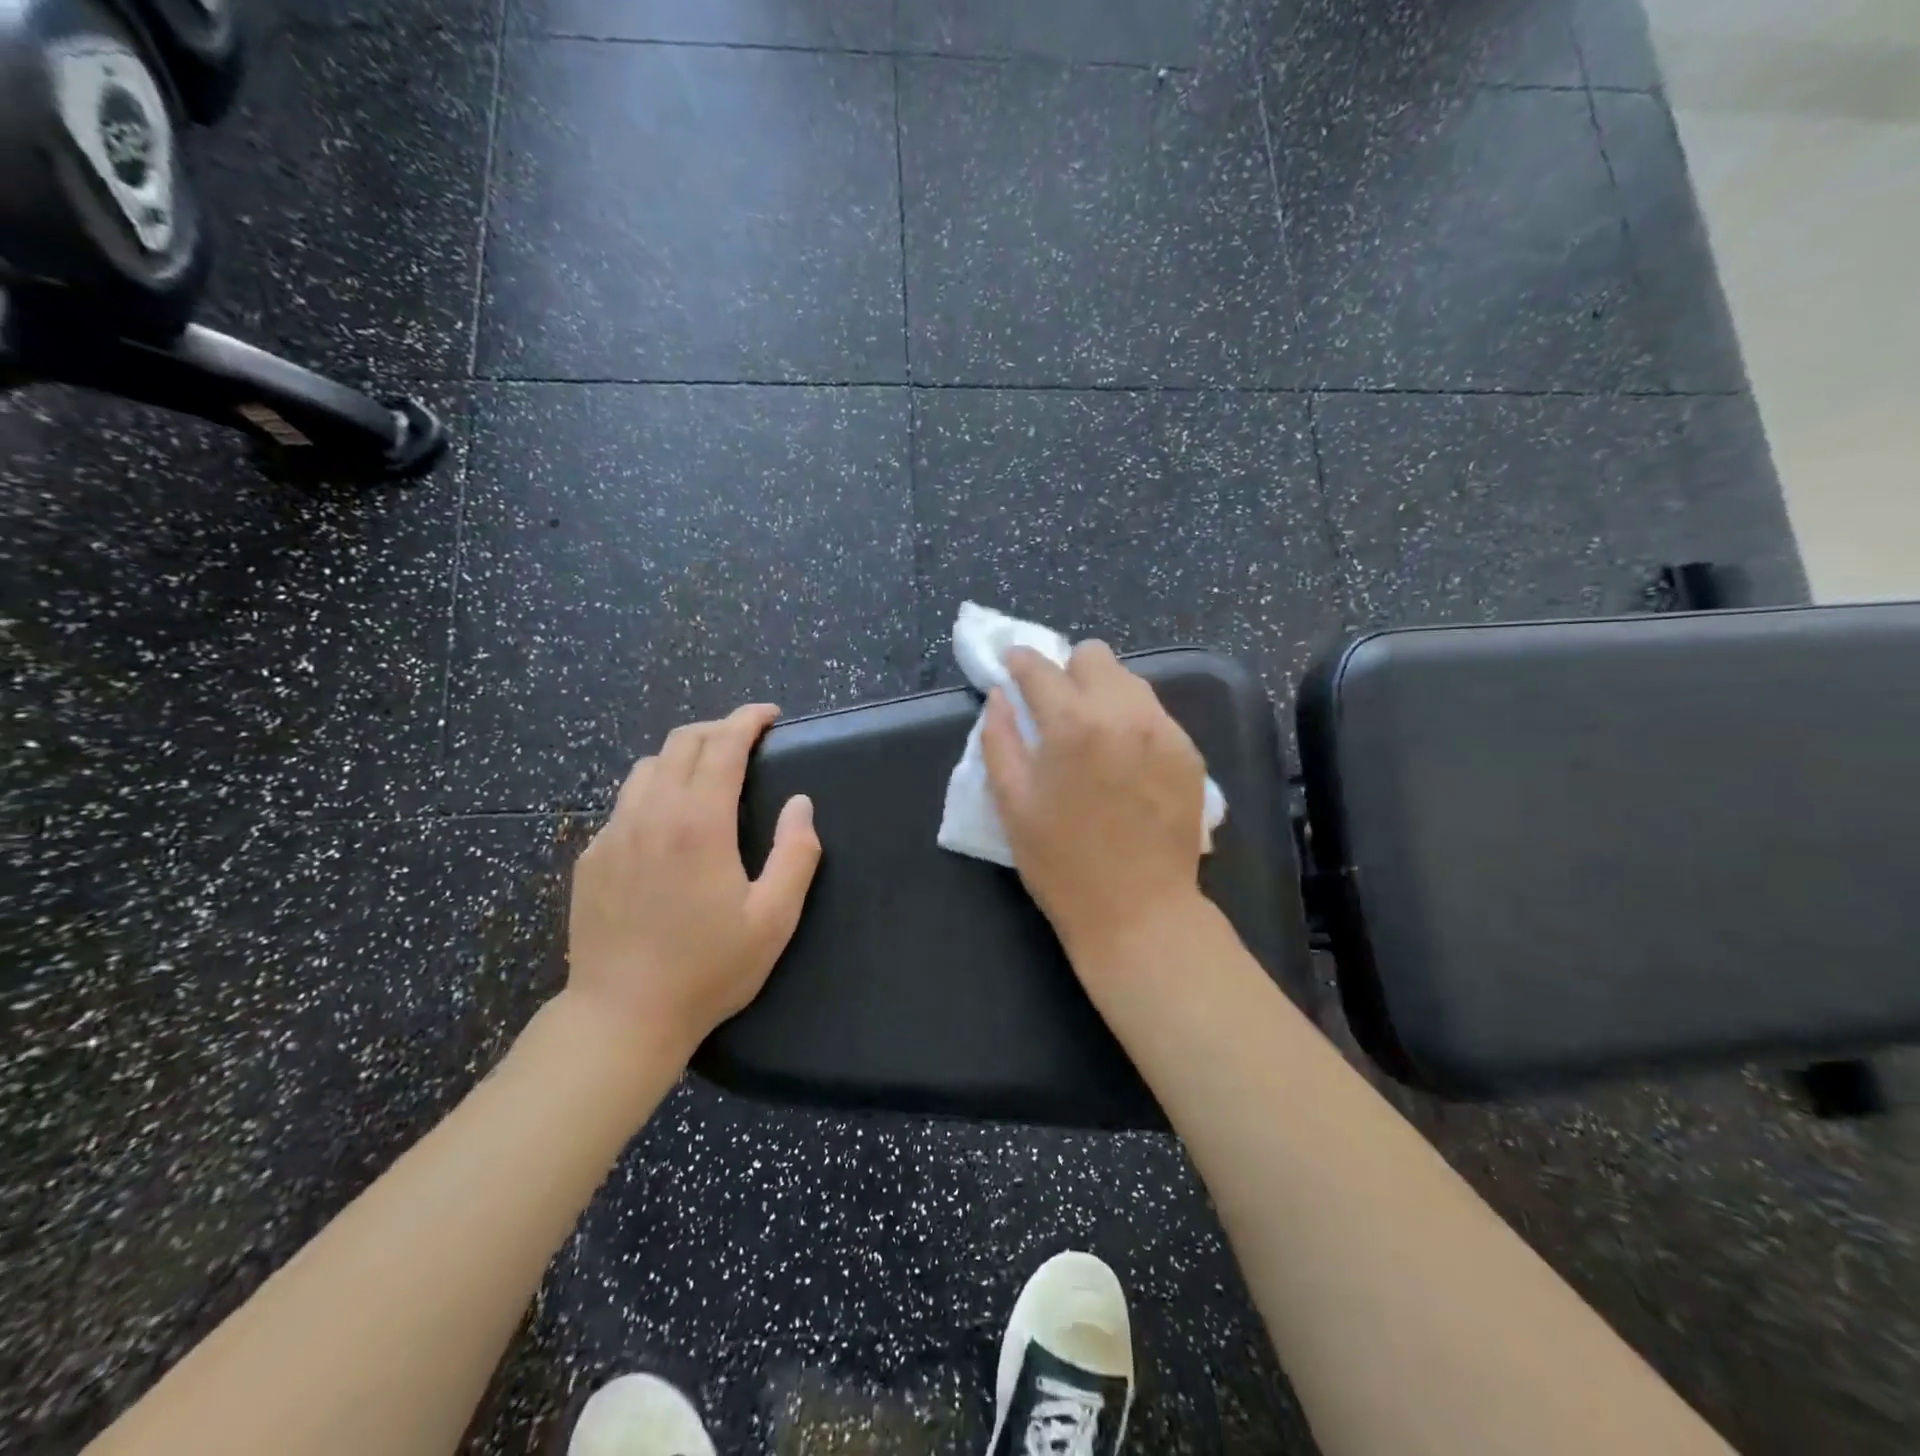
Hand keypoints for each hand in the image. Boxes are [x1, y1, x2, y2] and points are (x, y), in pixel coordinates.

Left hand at [565, 703, 821, 1060]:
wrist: (621, 1017)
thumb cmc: (708, 969)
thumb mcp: (774, 919)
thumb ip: (795, 854)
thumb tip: (800, 804)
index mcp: (699, 824)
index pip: (723, 746)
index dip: (747, 720)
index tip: (769, 714)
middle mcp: (651, 815)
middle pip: (681, 743)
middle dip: (717, 728)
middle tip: (746, 739)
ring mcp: (613, 834)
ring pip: (646, 768)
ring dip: (682, 756)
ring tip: (707, 773)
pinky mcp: (591, 857)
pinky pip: (624, 803)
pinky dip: (653, 791)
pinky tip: (667, 823)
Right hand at [981, 642, 1207, 971]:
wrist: (1140, 912)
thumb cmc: (1062, 863)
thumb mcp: (1012, 803)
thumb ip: (999, 739)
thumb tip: (1001, 696)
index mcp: (1072, 724)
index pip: (1041, 667)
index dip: (1020, 661)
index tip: (1012, 665)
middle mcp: (1124, 713)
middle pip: (1094, 656)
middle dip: (1067, 671)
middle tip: (1055, 707)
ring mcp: (1164, 730)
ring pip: (1129, 680)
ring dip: (1102, 692)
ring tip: (1092, 732)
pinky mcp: (1189, 751)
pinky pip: (1155, 712)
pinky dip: (1132, 720)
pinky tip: (1124, 759)